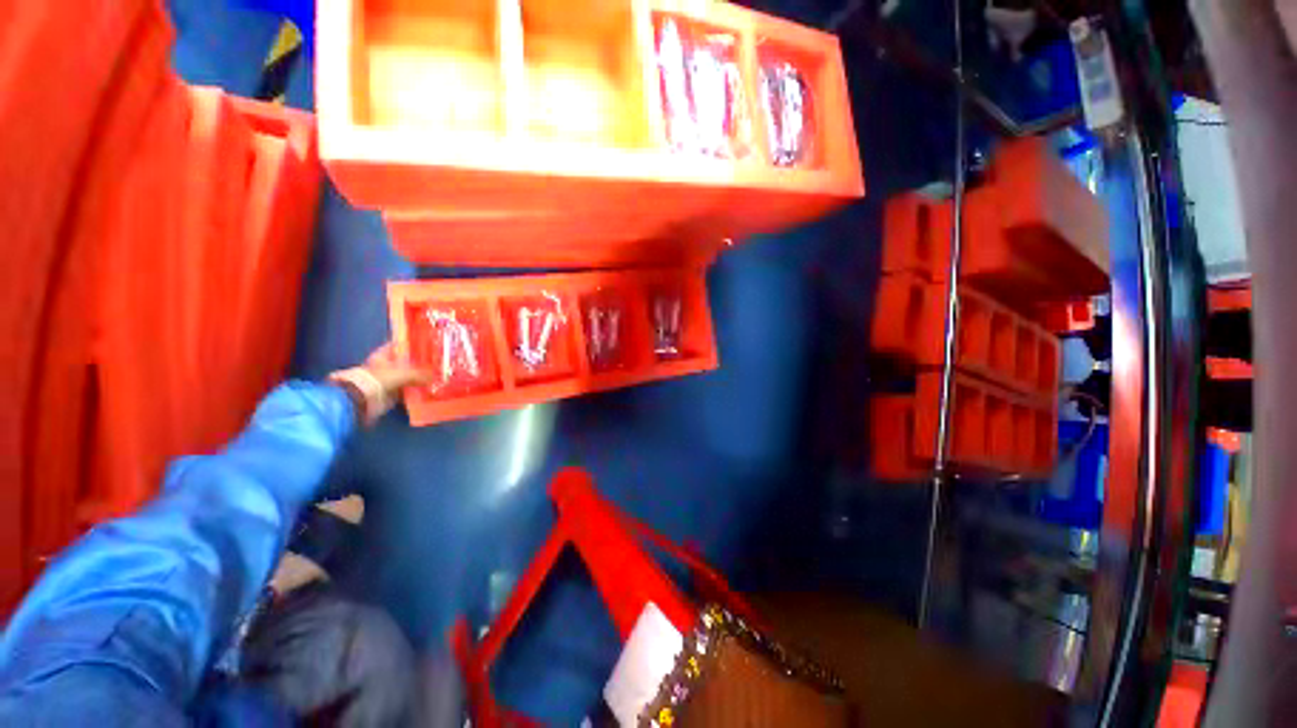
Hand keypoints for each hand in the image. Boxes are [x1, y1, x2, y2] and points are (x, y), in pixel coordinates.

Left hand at [328, 342, 433, 424]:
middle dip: (420, 362)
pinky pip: (407, 388)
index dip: (413, 343)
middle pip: (406, 361)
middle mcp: (385, 365)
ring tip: (436, 375)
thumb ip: (420, 374)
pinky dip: (416, 389)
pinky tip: (428, 389)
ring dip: (419, 377)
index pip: (400, 345)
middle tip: (437, 361)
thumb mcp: (404, 373)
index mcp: (384, 354)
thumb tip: (435, 377)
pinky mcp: (391, 391)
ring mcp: (388, 379)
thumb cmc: (381, 379)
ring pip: (408, 376)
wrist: (364, 399)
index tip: (428, 343)